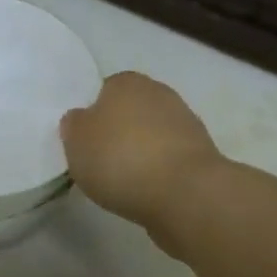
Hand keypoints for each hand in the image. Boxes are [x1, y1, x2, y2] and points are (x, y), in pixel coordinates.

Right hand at [61, 71, 220, 228]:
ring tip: (124, 182)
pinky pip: (169, 159)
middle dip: (119, 131)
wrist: (186, 194)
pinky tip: (148, 191)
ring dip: (141, 152)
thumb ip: (73, 125)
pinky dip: (159, 172)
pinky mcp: (203, 155)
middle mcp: (159, 93)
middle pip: (130, 111)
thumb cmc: (121, 159)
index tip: (85, 141)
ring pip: (152, 135)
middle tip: (101, 160)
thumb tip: (80, 119)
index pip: (104, 90)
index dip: (93, 115)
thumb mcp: (75, 141)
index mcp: (126, 82)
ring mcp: (186, 124)